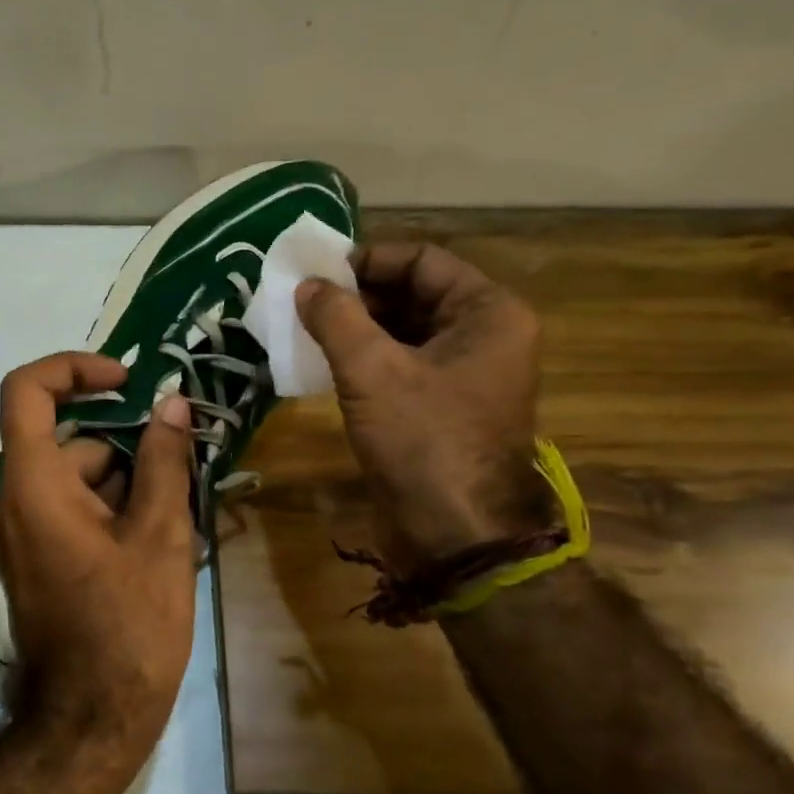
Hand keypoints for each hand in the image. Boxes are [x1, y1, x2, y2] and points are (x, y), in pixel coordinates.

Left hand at [0, 353, 196, 764]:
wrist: (91, 720)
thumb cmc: (129, 625)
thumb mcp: (160, 536)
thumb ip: (163, 462)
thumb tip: (171, 404)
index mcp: (35, 486)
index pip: (27, 391)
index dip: (73, 368)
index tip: (125, 379)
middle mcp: (15, 502)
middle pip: (65, 440)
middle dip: (124, 441)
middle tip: (180, 460)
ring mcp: (21, 534)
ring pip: (74, 477)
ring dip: (125, 478)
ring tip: (178, 508)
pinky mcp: (35, 560)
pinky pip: (70, 509)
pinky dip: (110, 506)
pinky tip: (158, 536)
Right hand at [296, 243, 549, 568]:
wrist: (453, 533)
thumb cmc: (422, 439)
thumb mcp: (371, 370)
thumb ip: (337, 317)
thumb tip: (307, 285)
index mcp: (489, 313)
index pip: (422, 261)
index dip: (368, 260)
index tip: (318, 271)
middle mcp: (486, 336)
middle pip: (415, 293)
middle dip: (359, 295)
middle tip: (304, 300)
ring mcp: (467, 374)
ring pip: (406, 331)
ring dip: (358, 327)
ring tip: (307, 328)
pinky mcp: (444, 406)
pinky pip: (403, 364)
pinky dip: (367, 358)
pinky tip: (325, 362)